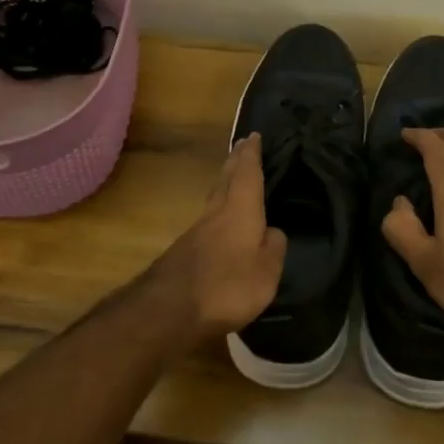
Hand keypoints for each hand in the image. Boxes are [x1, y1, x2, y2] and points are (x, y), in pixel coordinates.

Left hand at [143, 134, 288, 342]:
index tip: (253, 135)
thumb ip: (273, 248)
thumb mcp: (266, 271)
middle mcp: (217, 211)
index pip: (247, 172)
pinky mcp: (186, 248)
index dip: (251, 153)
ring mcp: (198, 229)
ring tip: (234, 174)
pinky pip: (209, 216)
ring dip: (225, 180)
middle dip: (236, 160)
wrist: (170, 309)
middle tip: (243, 145)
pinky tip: (222, 216)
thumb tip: (273, 231)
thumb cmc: (228, 286)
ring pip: (215, 195)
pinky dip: (219, 205)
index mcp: (240, 209)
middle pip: (226, 178)